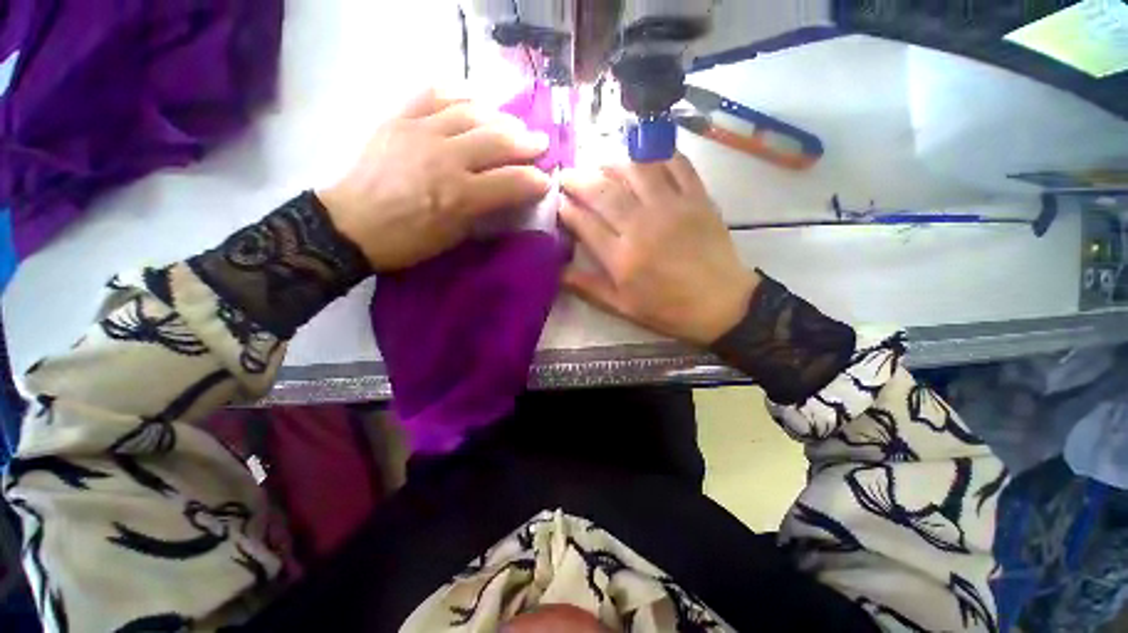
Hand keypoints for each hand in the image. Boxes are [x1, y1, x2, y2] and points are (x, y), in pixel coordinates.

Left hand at [318, 89, 551, 271]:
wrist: (352, 224)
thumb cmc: (408, 241)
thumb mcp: (454, 237)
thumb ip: (484, 212)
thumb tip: (507, 196)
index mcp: (460, 195)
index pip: (511, 181)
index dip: (534, 181)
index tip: (546, 180)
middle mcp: (445, 158)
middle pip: (496, 141)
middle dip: (525, 142)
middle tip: (540, 142)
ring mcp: (421, 132)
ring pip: (470, 113)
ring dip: (499, 117)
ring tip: (512, 122)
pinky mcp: (399, 119)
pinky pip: (432, 95)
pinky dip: (456, 93)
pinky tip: (471, 97)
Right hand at [559, 155, 759, 345]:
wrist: (721, 304)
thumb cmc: (668, 309)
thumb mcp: (623, 307)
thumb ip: (588, 287)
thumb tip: (556, 272)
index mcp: (622, 257)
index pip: (585, 223)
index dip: (566, 209)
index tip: (557, 201)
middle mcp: (642, 226)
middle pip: (603, 191)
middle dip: (579, 179)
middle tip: (568, 175)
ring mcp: (672, 207)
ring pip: (635, 170)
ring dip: (612, 162)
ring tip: (600, 164)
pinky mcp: (697, 198)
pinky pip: (676, 164)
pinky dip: (658, 154)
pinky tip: (644, 157)